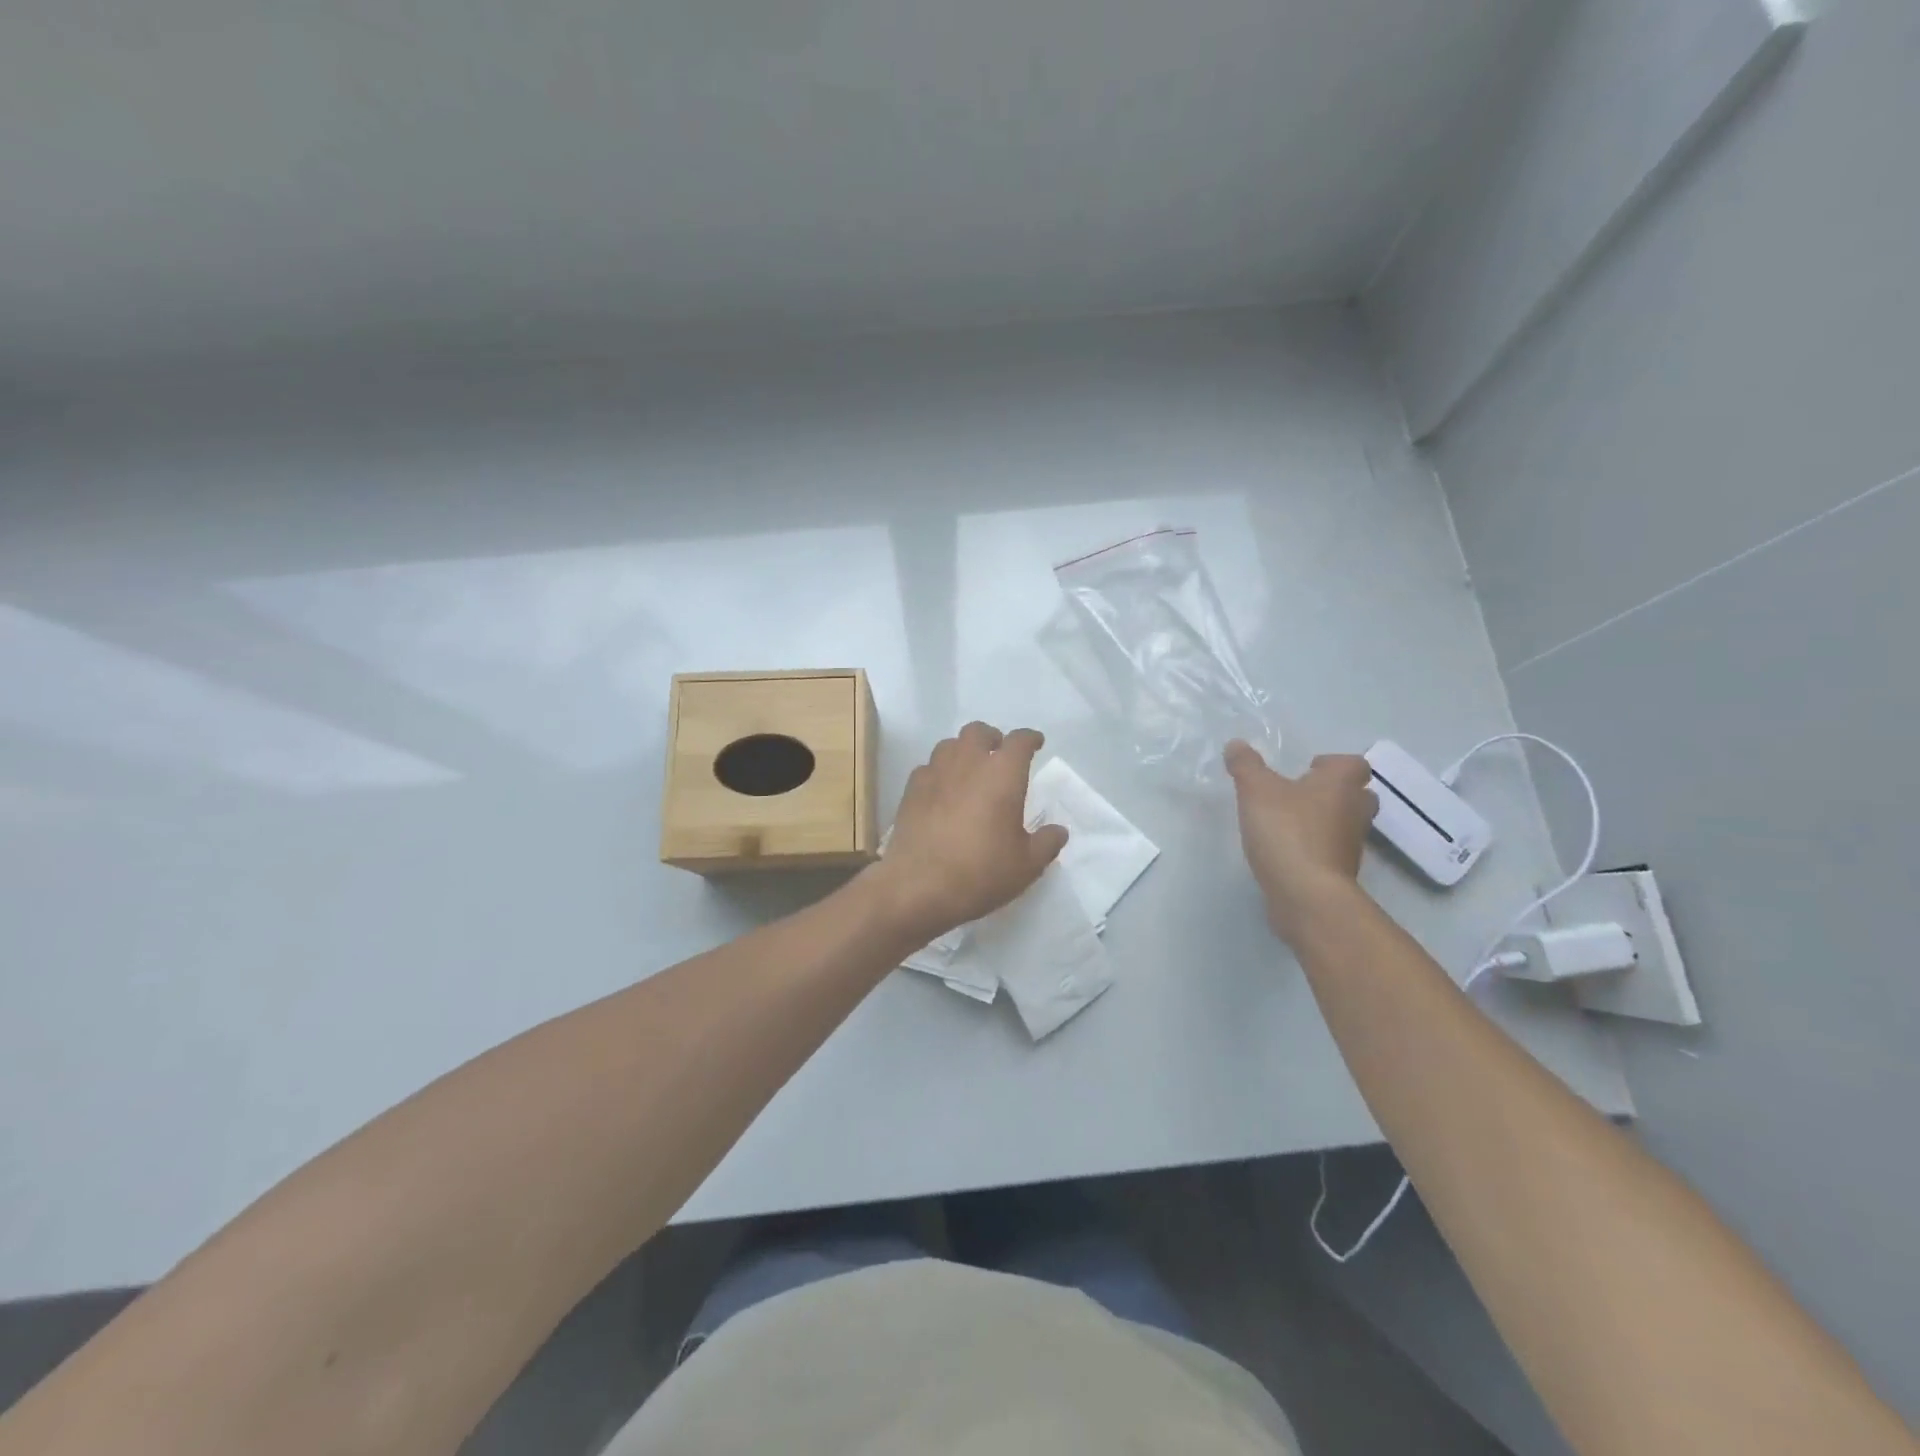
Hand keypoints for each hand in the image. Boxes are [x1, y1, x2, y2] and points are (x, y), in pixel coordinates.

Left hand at [871, 722, 1068, 941]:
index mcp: (1002, 774)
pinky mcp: (911, 790)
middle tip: (999, 756)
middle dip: (992, 738)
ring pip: (950, 745)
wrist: (918, 886)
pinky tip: (942, 792)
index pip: (1020, 741)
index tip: (1036, 743)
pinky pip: (928, 768)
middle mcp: (968, 763)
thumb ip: (1047, 843)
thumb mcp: (1027, 865)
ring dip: (963, 752)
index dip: (1030, 739)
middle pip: (979, 732)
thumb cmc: (981, 872)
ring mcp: (935, 773)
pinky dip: (939, 772)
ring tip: (970, 771)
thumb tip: (1058, 831)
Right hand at [1224, 741, 1377, 942]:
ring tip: (1287, 823)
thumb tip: (1236, 744)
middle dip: (1332, 792)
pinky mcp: (1340, 872)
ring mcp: (1351, 845)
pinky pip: (1331, 851)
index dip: (1333, 764)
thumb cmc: (1287, 831)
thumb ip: (1245, 765)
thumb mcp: (1255, 790)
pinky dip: (1314, 848)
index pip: (1354, 764)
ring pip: (1344, 824)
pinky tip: (1286, 851)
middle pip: (1356, 794)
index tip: (1306, 769)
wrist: (1307, 894)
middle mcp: (1355, 811)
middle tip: (1300, 794)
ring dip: (1323, 821)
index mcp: (1342, 784)